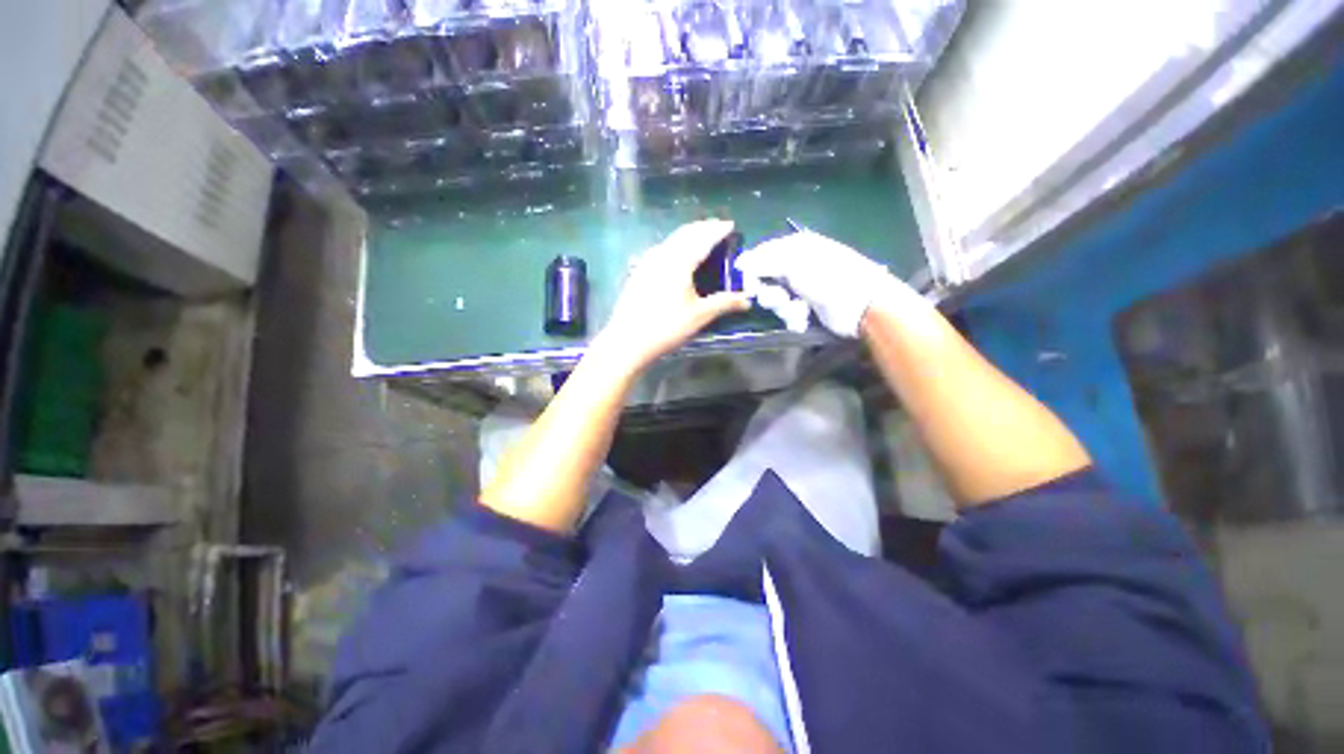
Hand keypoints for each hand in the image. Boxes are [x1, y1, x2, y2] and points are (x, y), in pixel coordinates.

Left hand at [593, 220, 750, 372]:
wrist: (628, 340)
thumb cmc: (667, 327)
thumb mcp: (700, 316)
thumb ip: (724, 303)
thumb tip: (747, 301)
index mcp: (680, 262)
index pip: (703, 238)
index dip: (718, 230)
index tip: (731, 225)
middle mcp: (662, 255)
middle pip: (685, 234)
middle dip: (703, 228)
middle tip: (717, 228)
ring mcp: (647, 262)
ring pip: (671, 240)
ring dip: (688, 235)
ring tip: (700, 238)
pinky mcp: (638, 272)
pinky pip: (661, 249)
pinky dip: (675, 245)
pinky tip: (675, 256)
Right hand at [734, 230, 922, 337]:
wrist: (862, 305)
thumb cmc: (828, 277)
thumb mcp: (794, 264)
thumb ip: (763, 262)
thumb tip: (739, 262)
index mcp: (795, 247)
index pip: (762, 254)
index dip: (752, 270)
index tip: (748, 286)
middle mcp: (797, 266)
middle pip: (766, 280)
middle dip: (770, 294)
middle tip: (780, 298)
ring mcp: (802, 288)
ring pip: (776, 300)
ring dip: (784, 308)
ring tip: (799, 310)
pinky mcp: (807, 308)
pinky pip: (788, 313)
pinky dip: (794, 317)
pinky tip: (805, 318)